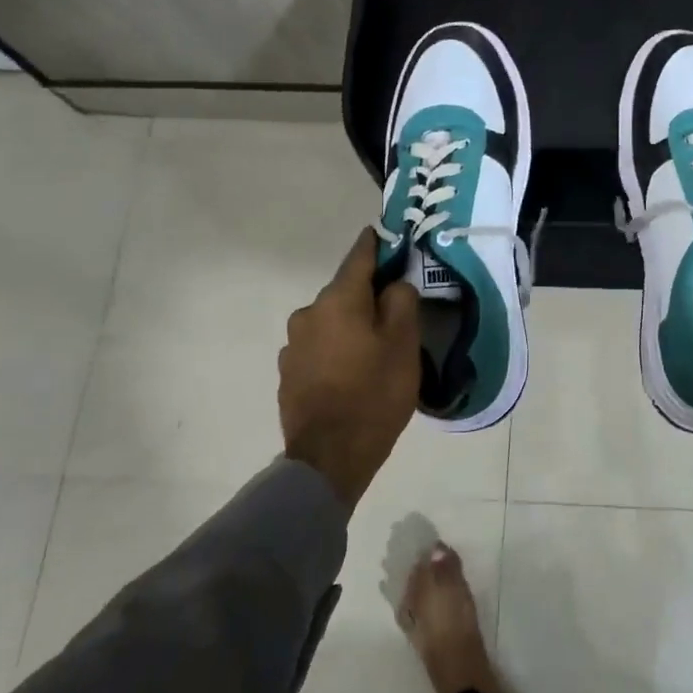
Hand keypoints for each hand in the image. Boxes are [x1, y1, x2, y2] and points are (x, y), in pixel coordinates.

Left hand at [279, 229, 420, 507]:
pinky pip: (319, 347)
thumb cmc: (375, 394)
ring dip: (351, 325)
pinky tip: (352, 372)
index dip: (376, 244)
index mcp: (338, 300)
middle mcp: (308, 313)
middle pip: (345, 292)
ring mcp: (293, 344)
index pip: (359, 257)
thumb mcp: (404, 344)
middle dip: (369, 295)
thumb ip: (402, 302)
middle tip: (396, 311)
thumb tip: (394, 284)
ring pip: (331, 321)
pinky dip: (337, 349)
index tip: (388, 235)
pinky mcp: (288, 372)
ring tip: (375, 349)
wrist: (329, 457)